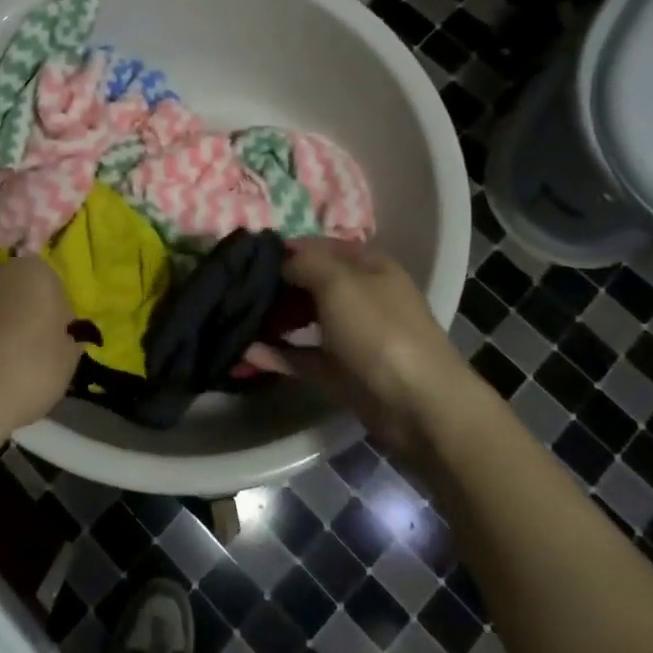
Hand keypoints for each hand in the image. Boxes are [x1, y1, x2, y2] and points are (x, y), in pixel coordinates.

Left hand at [0, 259, 82, 452]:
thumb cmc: (26, 372)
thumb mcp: (68, 362)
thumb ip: (68, 339)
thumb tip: (62, 335)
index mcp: (33, 272)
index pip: (52, 289)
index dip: (54, 317)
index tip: (53, 344)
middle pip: (13, 290)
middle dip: (18, 313)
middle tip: (23, 353)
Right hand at [249, 240, 483, 455]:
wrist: (418, 405)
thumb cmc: (379, 331)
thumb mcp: (339, 282)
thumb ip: (304, 263)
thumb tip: (280, 261)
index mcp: (367, 265)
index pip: (319, 246)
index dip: (284, 249)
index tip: (246, 257)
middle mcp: (360, 295)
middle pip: (310, 282)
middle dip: (274, 285)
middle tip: (235, 290)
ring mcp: (352, 335)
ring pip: (305, 319)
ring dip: (273, 318)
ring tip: (234, 318)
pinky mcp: (341, 371)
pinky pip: (303, 356)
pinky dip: (277, 354)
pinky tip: (246, 353)